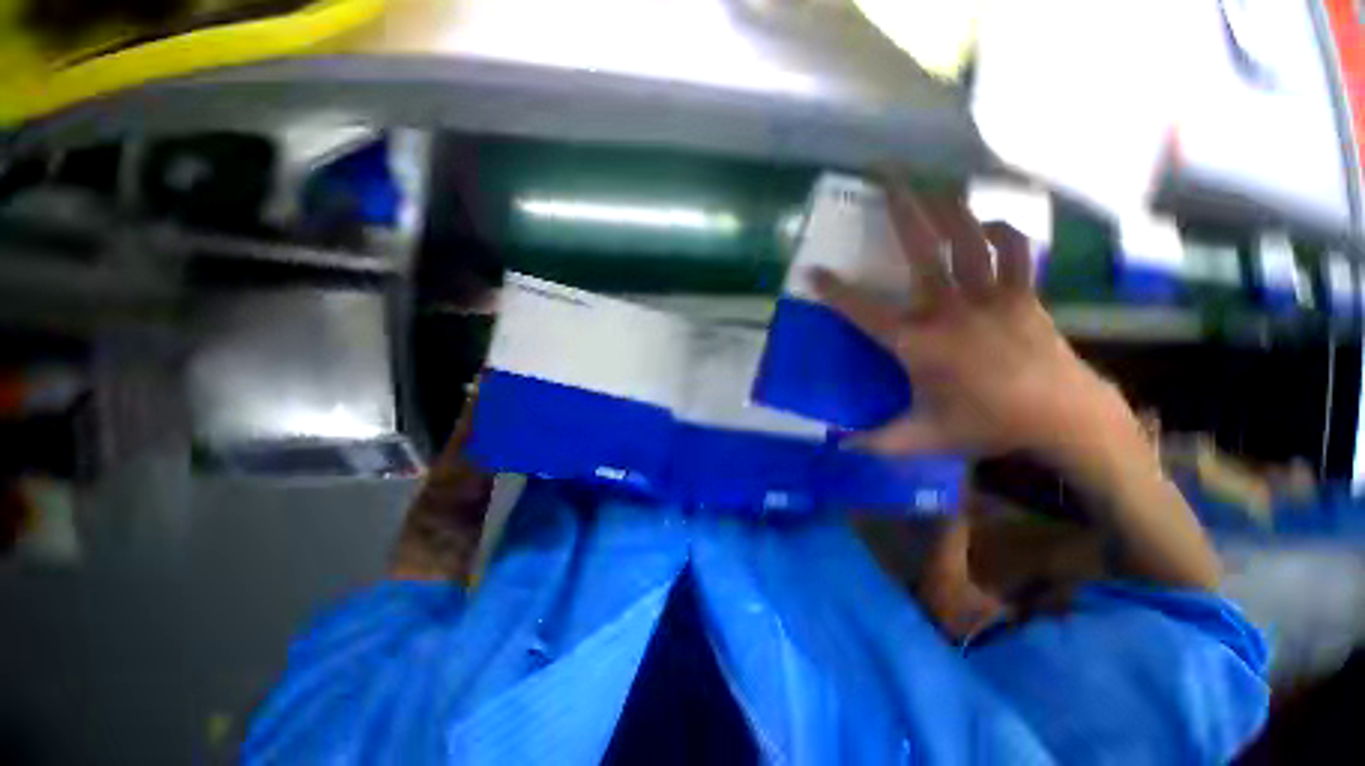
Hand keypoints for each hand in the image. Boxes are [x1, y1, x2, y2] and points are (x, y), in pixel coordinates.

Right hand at [812, 181, 1137, 461]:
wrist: (1063, 417)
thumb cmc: (987, 425)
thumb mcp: (923, 437)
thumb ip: (877, 441)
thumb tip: (838, 445)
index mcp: (917, 343)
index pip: (863, 311)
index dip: (834, 291)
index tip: (812, 272)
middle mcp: (949, 310)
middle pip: (922, 251)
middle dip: (901, 211)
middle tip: (886, 177)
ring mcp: (990, 297)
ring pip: (968, 239)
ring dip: (949, 210)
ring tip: (931, 188)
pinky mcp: (1023, 295)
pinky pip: (1015, 252)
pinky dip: (1003, 233)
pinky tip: (989, 224)